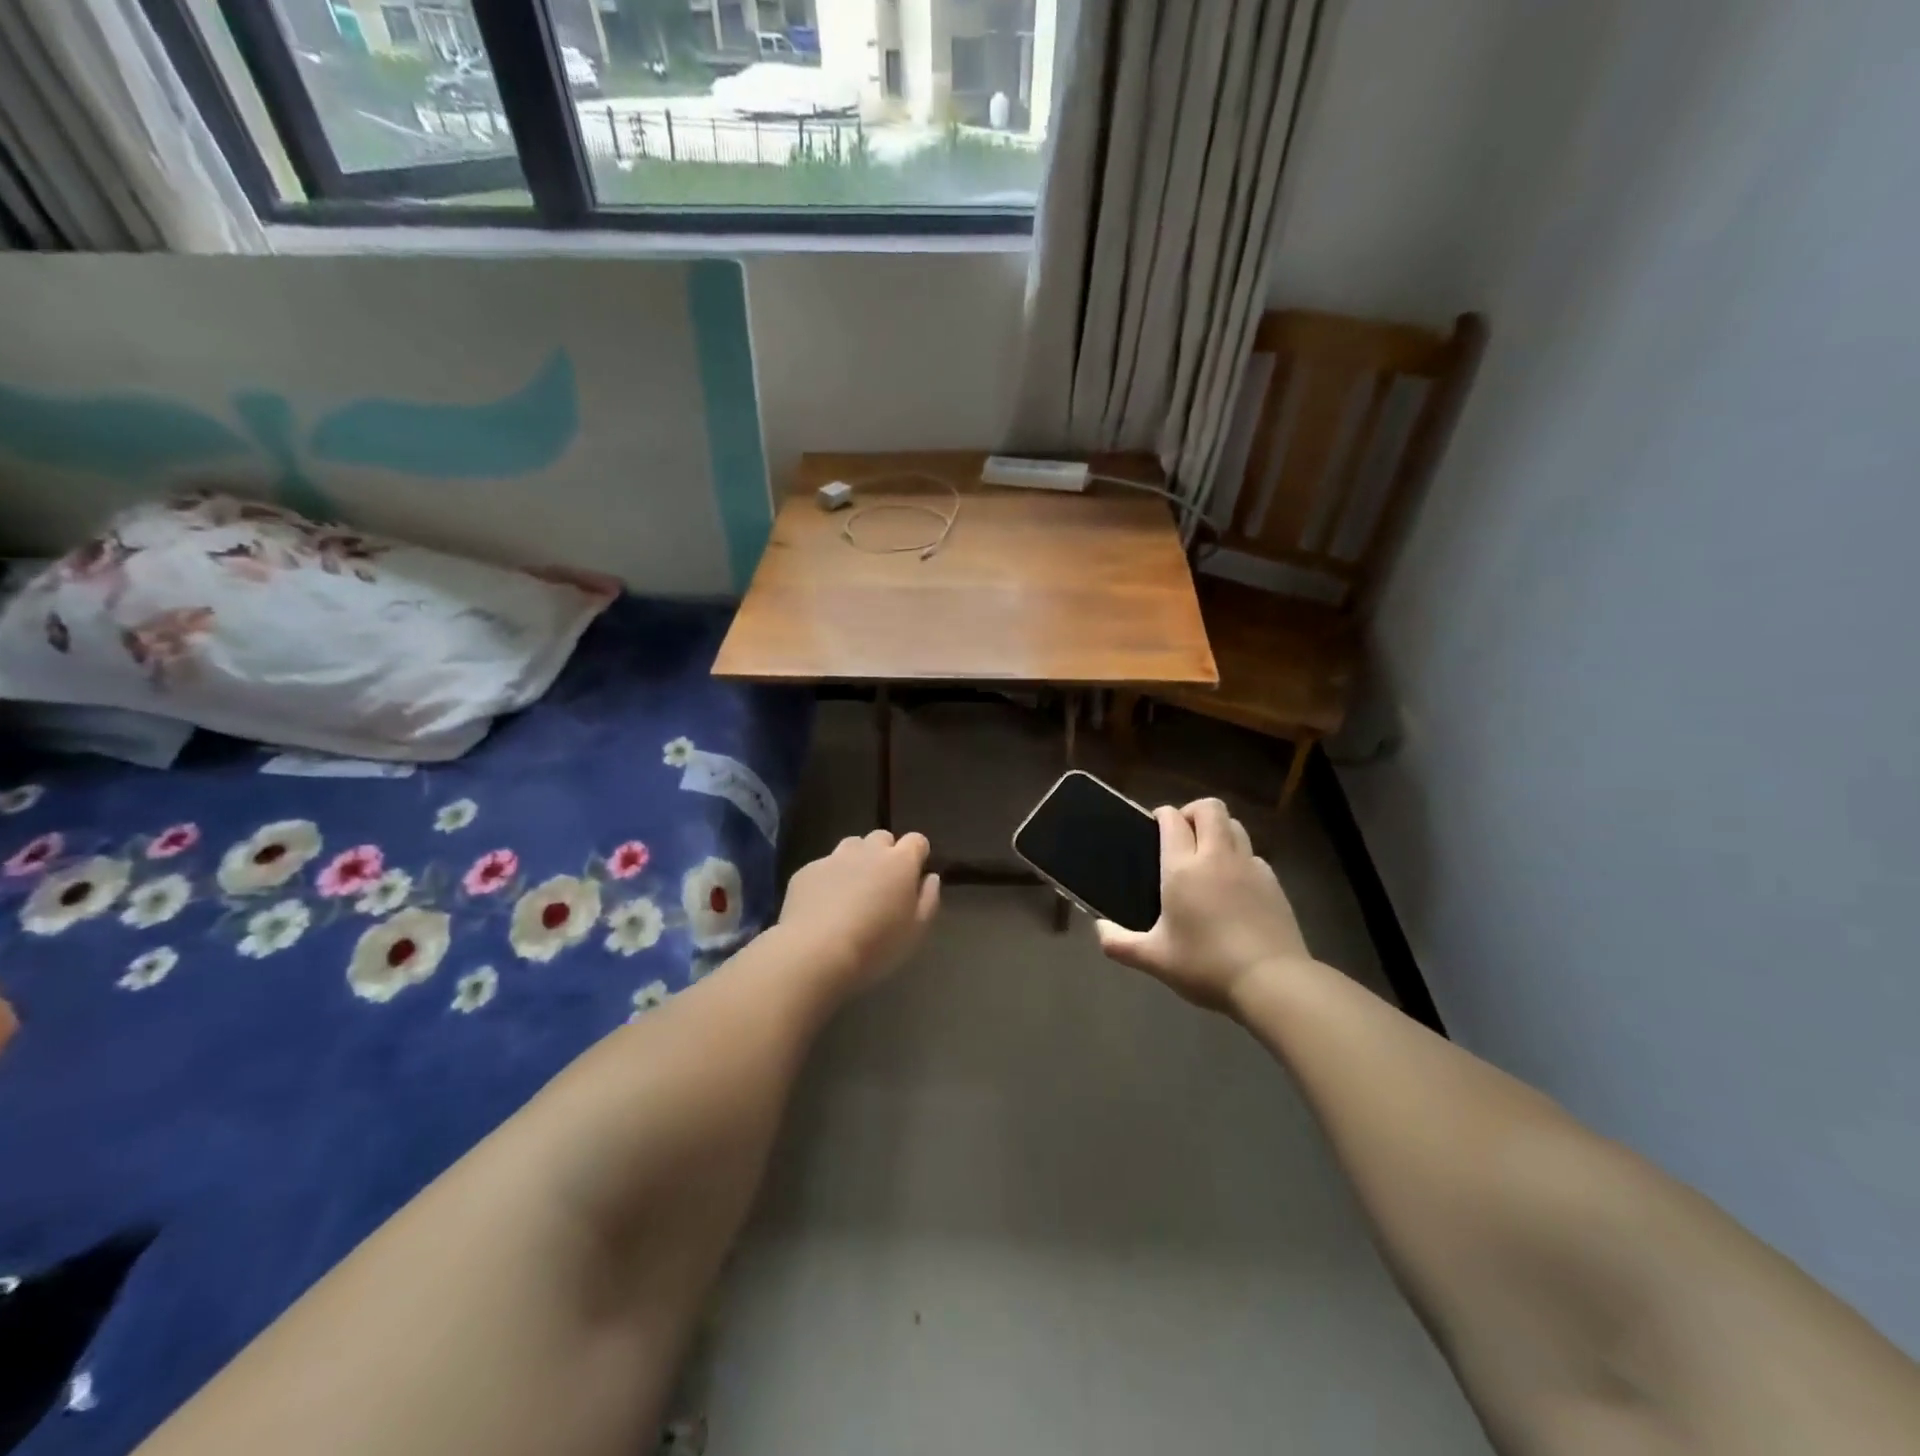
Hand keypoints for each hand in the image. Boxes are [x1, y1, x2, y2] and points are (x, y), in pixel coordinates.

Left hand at [776, 830, 940, 991]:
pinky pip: (824, 866)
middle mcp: (868, 851)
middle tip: (883, 884)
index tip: (914, 875)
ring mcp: (834, 858)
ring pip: (851, 846)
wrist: (815, 952)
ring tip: (852, 890)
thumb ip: (928, 899)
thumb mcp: (916, 930)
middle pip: (882, 837)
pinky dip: (829, 878)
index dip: (917, 855)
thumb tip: (929, 877)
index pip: (916, 841)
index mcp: (900, 862)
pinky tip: (823, 905)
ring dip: (857, 860)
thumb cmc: (876, 945)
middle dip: (886, 854)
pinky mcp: (807, 871)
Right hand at [1096, 799, 1311, 1012]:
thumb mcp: (1155, 960)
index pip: (1172, 819)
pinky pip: (1253, 854)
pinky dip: (1240, 858)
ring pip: (1235, 825)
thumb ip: (1120, 943)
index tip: (1154, 826)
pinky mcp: (1274, 883)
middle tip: (1181, 836)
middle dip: (1193, 812)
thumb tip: (1099, 930)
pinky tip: (1233, 886)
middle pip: (1209, 808)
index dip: (1162, 815)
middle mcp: (1217, 856)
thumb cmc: (1206, 966)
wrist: (1272, 982)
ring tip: (1207, 855)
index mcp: (1183, 868)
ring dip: (1219, 830)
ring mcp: (1250, 866)